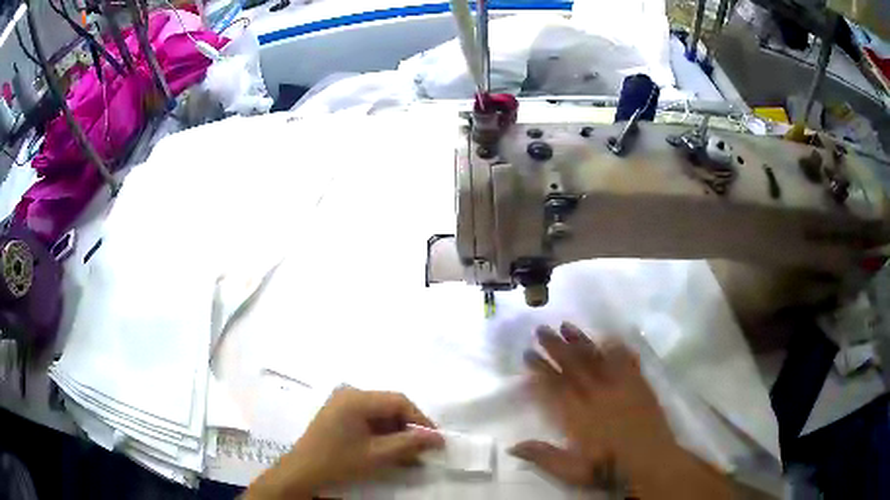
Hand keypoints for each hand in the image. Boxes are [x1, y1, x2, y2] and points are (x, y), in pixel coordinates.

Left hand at [246, 387, 443, 498]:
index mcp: (356, 398)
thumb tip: (438, 438)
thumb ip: (409, 443)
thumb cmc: (339, 462)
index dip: (420, 420)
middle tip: (424, 448)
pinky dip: (382, 433)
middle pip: (389, 405)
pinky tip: (390, 449)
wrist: (302, 472)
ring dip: (396, 431)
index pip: (398, 401)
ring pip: (380, 413)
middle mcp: (349, 393)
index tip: (435, 440)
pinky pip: (368, 418)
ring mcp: (342, 402)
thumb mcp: (377, 455)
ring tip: (409, 453)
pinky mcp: (338, 413)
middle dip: (408, 427)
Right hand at [509, 323, 678, 488]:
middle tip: (541, 329)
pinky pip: (627, 361)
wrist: (650, 461)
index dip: (539, 369)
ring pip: (597, 359)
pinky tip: (611, 336)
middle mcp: (596, 395)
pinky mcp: (638, 385)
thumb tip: (512, 447)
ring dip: (581, 341)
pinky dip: (618, 348)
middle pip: (572, 366)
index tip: (528, 354)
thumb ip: (543, 457)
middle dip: (554, 346)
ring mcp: (619, 387)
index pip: (553, 387)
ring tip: (567, 325)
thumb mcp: (571, 471)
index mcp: (577, 415)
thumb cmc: (608, 469)